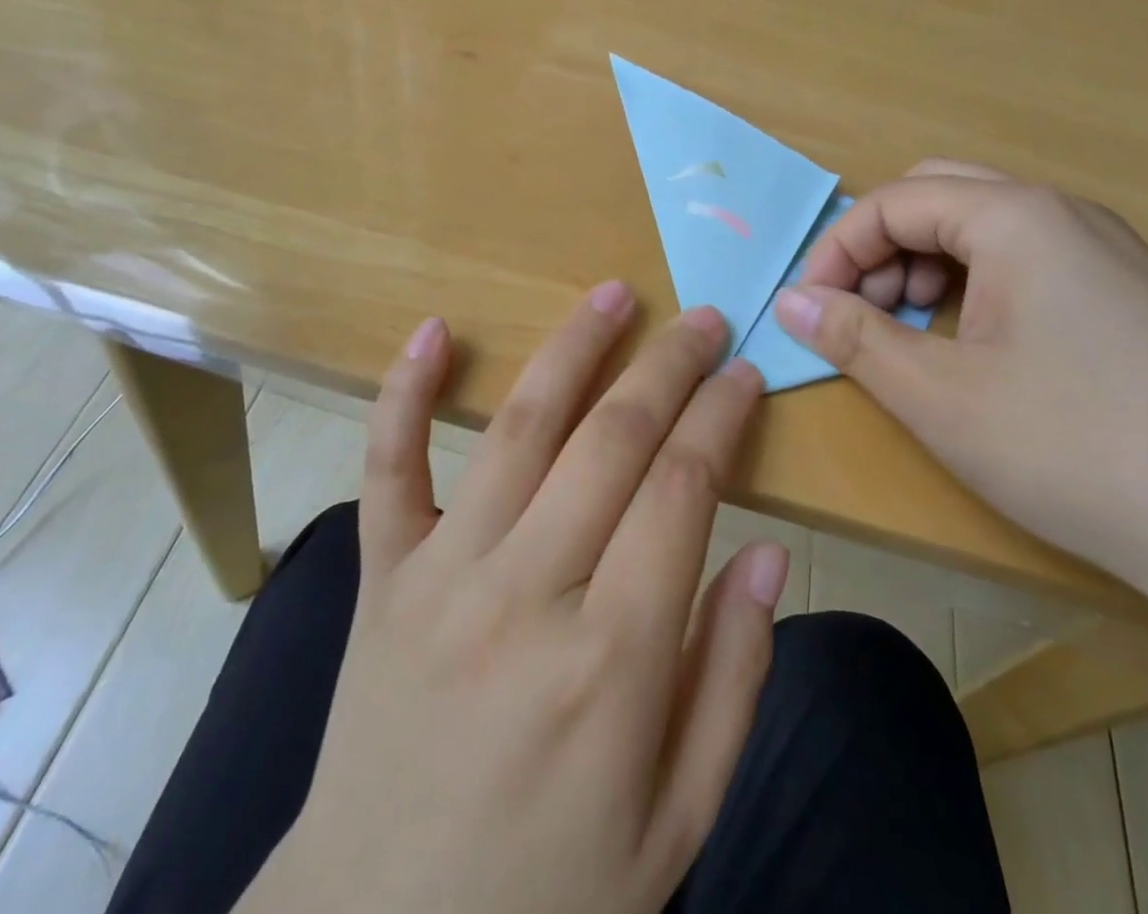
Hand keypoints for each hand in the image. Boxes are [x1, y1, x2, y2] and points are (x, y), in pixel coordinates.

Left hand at [244, 286, 788, 913]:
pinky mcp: (380, 577)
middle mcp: (526, 594)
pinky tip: (433, 329)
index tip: (745, 376)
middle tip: (705, 318)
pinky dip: (405, 393)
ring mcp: (441, 577)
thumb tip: (767, 554)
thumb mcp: (677, 822)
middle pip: (614, 441)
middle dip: (669, 366)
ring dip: (573, 348)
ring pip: (519, 429)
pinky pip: (390, 467)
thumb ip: (731, 679)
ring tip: (613, 294)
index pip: (684, 490)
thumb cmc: (550, 897)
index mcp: (612, 661)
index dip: (722, 419)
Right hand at [773, 159, 1147, 627]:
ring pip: (984, 230)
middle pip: (938, 197)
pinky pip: (1027, 263)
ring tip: (913, 338)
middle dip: (881, 249)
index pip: (891, 202)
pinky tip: (978, 353)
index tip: (809, 311)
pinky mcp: (1134, 298)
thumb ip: (852, 338)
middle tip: (861, 314)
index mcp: (1014, 217)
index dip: (836, 252)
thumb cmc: (1080, 449)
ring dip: (926, 268)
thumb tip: (787, 301)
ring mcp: (1108, 254)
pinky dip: (976, 290)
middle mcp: (1064, 215)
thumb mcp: (941, 397)